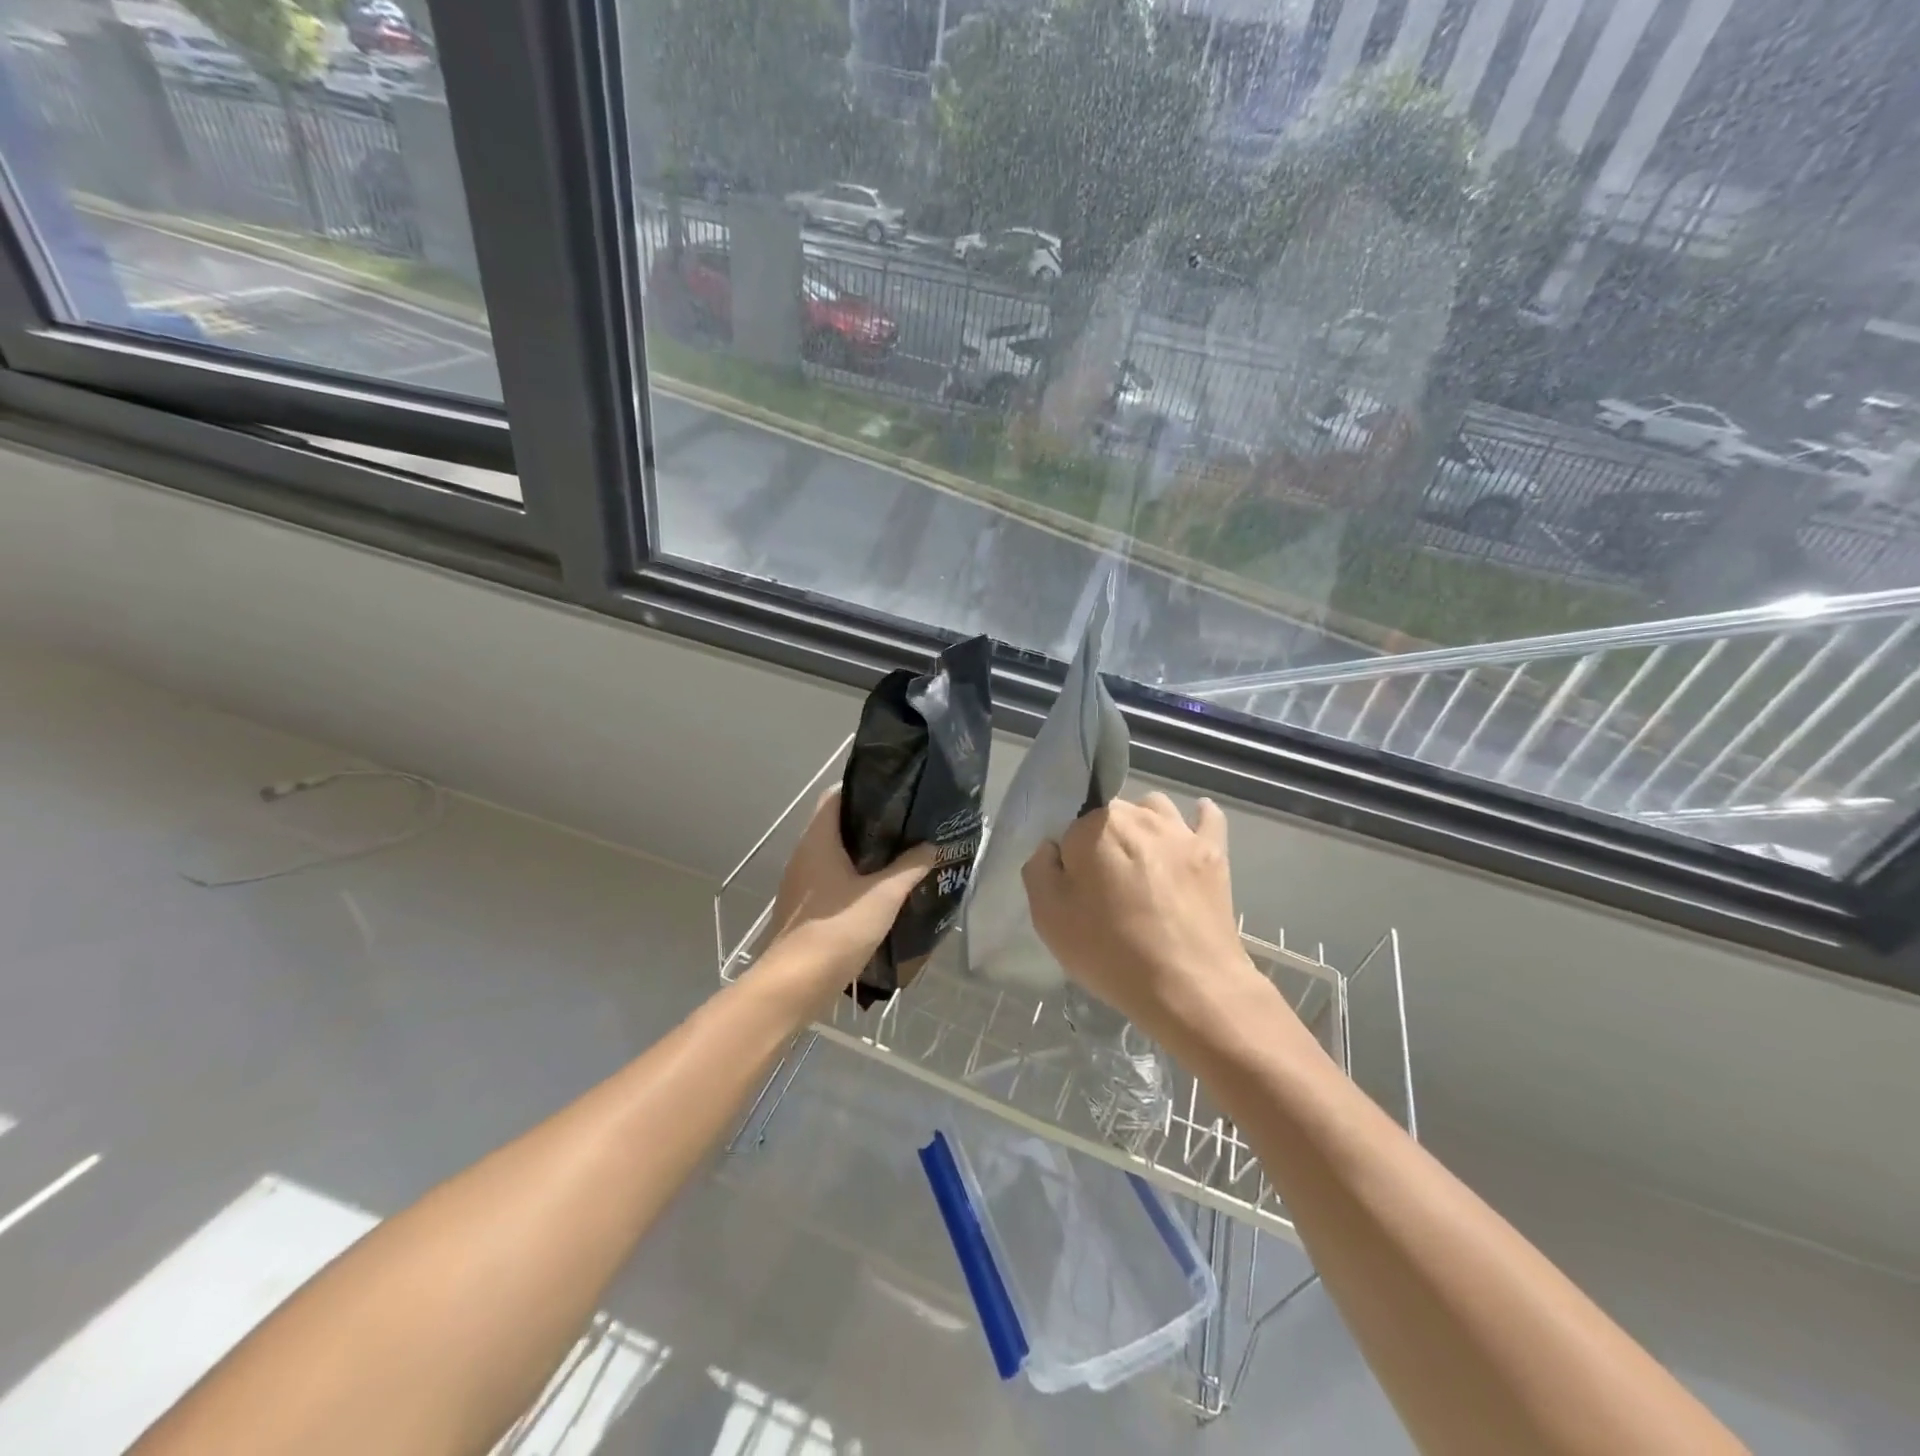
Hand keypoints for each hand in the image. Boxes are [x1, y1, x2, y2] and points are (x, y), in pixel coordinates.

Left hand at [764, 789, 935, 994]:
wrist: (793, 985)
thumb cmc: (836, 930)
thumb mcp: (883, 896)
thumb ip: (909, 867)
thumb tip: (931, 846)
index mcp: (818, 841)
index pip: (835, 796)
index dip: (863, 789)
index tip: (895, 793)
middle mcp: (805, 855)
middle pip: (837, 825)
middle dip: (872, 823)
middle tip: (908, 825)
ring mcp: (802, 883)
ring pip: (836, 855)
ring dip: (866, 854)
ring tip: (902, 855)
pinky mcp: (806, 908)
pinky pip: (833, 880)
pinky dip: (856, 877)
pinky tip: (883, 890)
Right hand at [1022, 793, 1262, 1039]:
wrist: (1189, 986)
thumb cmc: (1110, 951)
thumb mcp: (1048, 917)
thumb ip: (1039, 869)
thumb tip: (1053, 847)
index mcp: (1093, 825)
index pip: (1069, 825)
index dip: (1067, 854)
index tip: (1071, 884)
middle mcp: (1137, 815)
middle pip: (1110, 814)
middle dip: (1102, 838)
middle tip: (1102, 883)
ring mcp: (1180, 832)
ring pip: (1154, 808)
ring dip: (1143, 825)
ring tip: (1140, 861)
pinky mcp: (1214, 852)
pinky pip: (1207, 817)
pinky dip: (1197, 818)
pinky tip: (1190, 830)